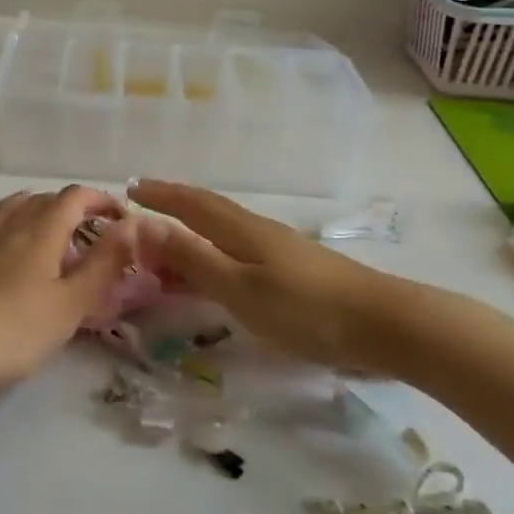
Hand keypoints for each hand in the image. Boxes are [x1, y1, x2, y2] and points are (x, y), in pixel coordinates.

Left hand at [0, 186, 132, 392]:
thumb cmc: (14, 327)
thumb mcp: (70, 304)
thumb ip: (103, 264)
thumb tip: (130, 225)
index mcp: (43, 228)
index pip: (77, 196)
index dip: (101, 200)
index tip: (120, 219)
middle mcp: (13, 220)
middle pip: (48, 199)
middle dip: (75, 209)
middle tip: (91, 238)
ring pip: (18, 206)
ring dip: (42, 213)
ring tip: (53, 238)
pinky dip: (15, 223)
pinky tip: (12, 249)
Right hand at [128, 180, 405, 371]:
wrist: (382, 325)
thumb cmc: (305, 309)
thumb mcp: (239, 288)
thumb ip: (193, 258)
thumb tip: (145, 224)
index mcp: (241, 230)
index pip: (192, 204)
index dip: (161, 195)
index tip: (131, 187)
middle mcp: (257, 232)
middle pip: (208, 212)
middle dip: (174, 207)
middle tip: (143, 208)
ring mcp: (278, 251)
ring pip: (223, 234)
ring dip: (192, 233)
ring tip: (167, 243)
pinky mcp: (293, 272)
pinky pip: (238, 254)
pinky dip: (214, 256)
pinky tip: (216, 273)